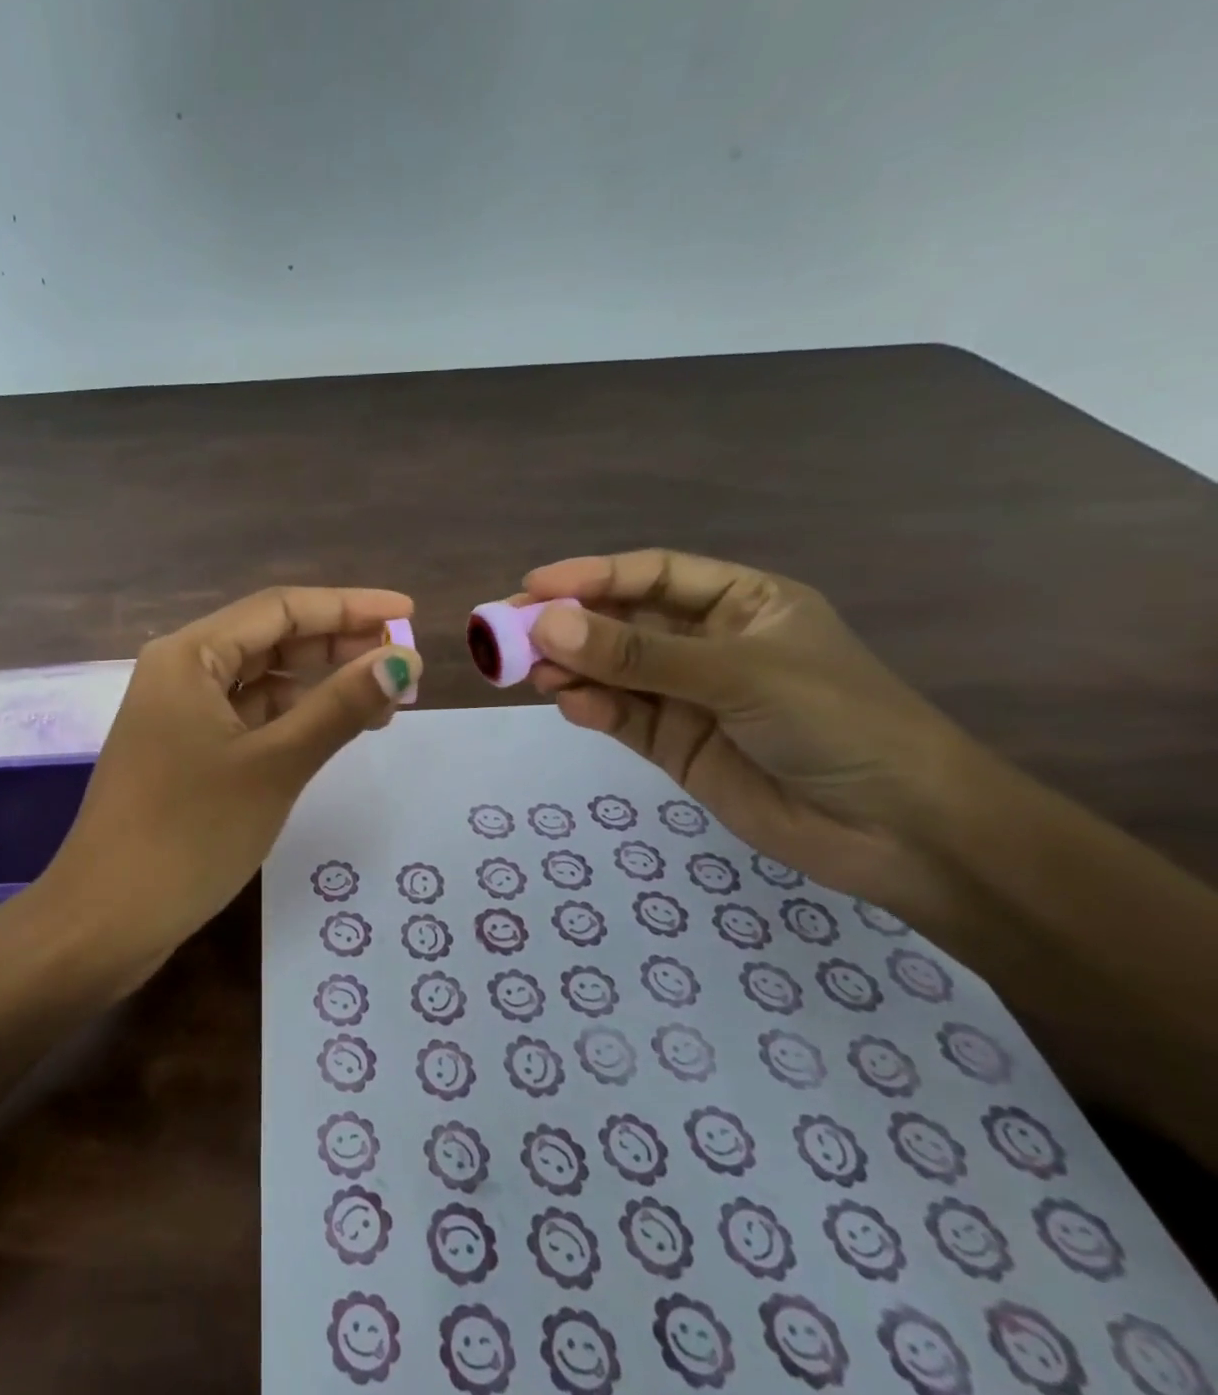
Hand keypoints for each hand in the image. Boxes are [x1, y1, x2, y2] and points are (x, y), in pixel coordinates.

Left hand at [41, 586, 421, 968]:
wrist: (106, 920)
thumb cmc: (190, 834)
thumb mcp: (275, 765)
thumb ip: (341, 707)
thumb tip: (404, 662)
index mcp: (190, 655)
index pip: (281, 609)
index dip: (349, 606)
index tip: (408, 612)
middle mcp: (180, 671)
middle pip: (270, 639)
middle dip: (337, 646)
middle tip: (402, 664)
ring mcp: (179, 714)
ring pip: (261, 681)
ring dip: (319, 686)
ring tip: (383, 703)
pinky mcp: (184, 752)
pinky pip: (247, 717)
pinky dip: (292, 720)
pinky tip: (332, 731)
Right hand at [520, 549, 975, 910]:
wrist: (901, 833)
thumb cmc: (837, 723)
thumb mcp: (737, 674)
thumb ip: (638, 654)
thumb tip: (545, 625)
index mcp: (742, 604)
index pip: (654, 575)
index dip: (593, 576)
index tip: (534, 586)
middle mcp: (709, 643)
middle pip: (623, 622)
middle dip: (569, 624)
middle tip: (507, 630)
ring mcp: (689, 696)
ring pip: (613, 670)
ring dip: (572, 667)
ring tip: (532, 671)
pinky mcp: (674, 744)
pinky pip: (620, 715)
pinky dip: (591, 707)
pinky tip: (570, 703)